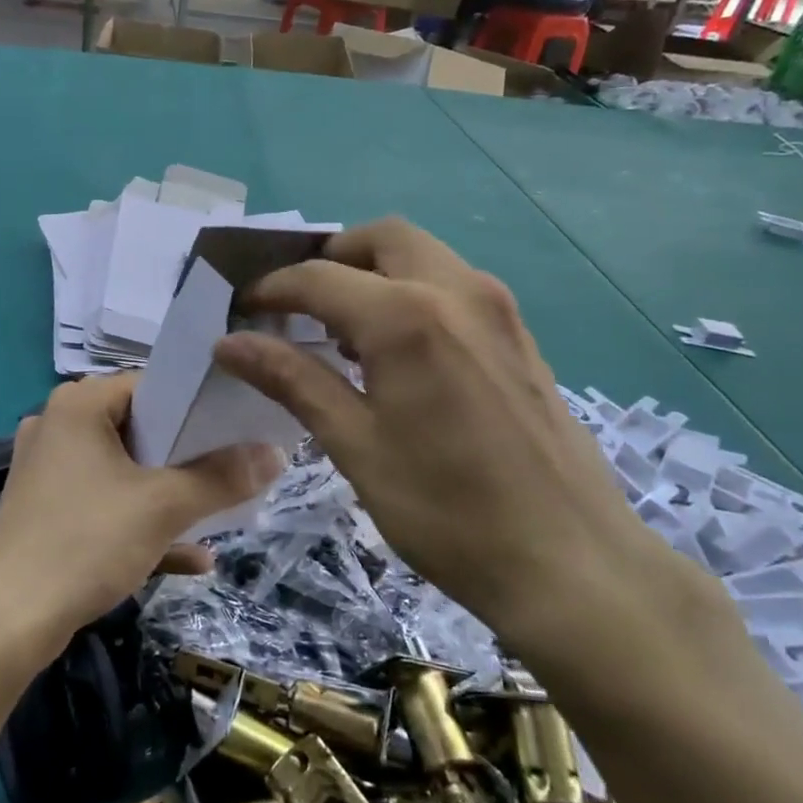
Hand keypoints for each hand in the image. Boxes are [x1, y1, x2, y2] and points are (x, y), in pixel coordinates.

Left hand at [0, 374, 283, 652]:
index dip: (194, 405)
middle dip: (186, 454)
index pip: (148, 385)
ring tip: (217, 510)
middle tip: (230, 467)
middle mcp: (56, 427)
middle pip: (136, 428)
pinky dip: (140, 522)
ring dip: (168, 493)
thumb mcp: (164, 507)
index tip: (234, 426)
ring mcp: (46, 470)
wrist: (11, 622)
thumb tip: (277, 452)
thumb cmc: (88, 542)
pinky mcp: (43, 510)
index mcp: (77, 406)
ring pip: (121, 470)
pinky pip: (102, 504)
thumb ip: (221, 477)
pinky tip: (192, 558)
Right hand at [212, 219, 704, 658]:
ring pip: (422, 255)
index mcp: (407, 316)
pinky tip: (394, 351)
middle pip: (380, 238)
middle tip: (297, 305)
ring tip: (339, 328)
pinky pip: (452, 285)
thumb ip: (292, 379)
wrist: (572, 564)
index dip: (273, 290)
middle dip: (330, 258)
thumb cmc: (446, 510)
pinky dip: (410, 292)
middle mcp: (456, 291)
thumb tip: (229, 342)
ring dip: (372, 272)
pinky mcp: (518, 335)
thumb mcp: (355, 445)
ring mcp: (497, 309)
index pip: (319, 277)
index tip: (243, 310)